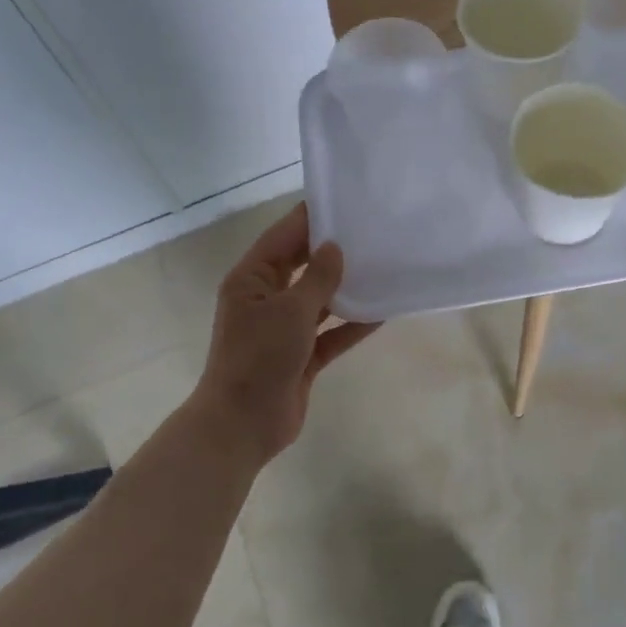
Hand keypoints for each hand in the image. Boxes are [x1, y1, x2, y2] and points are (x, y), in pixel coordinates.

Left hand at [193, 203, 376, 460]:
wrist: (243, 425)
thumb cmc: (259, 358)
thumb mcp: (291, 311)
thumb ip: (317, 278)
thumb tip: (335, 247)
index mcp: (252, 279)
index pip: (283, 236)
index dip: (310, 218)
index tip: (343, 200)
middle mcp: (266, 299)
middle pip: (302, 265)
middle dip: (332, 251)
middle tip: (370, 231)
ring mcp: (283, 329)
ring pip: (319, 299)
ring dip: (346, 287)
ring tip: (382, 265)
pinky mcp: (301, 355)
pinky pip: (330, 332)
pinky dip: (352, 324)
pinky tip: (382, 311)